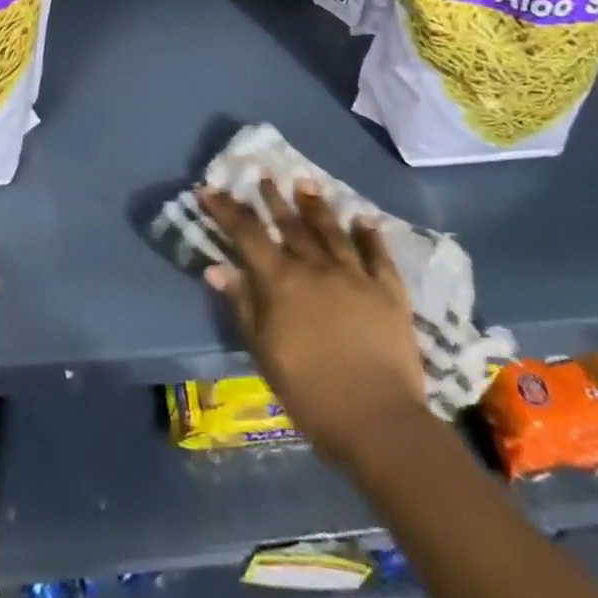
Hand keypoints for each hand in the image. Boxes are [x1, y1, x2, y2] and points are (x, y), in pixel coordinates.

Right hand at [199, 179, 427, 470]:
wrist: (378, 420)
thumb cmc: (310, 393)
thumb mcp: (264, 353)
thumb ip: (243, 305)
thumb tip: (216, 266)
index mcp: (282, 282)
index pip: (247, 235)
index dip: (226, 210)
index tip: (209, 189)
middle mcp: (317, 267)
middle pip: (291, 225)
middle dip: (273, 199)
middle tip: (264, 177)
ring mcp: (355, 275)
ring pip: (332, 231)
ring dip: (316, 206)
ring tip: (305, 183)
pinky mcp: (388, 291)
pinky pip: (377, 254)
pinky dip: (369, 235)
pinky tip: (363, 220)